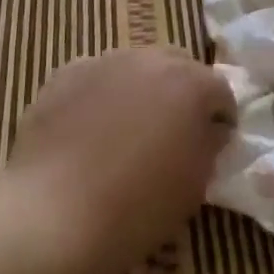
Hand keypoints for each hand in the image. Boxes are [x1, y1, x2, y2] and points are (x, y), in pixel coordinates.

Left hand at [8, 46, 235, 273]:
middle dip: (182, 90)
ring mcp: (104, 61)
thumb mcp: (193, 185)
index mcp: (189, 83)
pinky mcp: (66, 72)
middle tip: (173, 129)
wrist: (53, 214)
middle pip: (177, 64)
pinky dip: (101, 95)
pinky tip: (89, 130)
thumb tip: (208, 130)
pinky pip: (96, 77)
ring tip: (127, 129)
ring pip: (135, 66)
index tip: (216, 142)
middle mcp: (149, 59)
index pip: (220, 90)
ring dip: (140, 88)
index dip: (221, 117)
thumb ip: (207, 145)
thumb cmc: (135, 208)